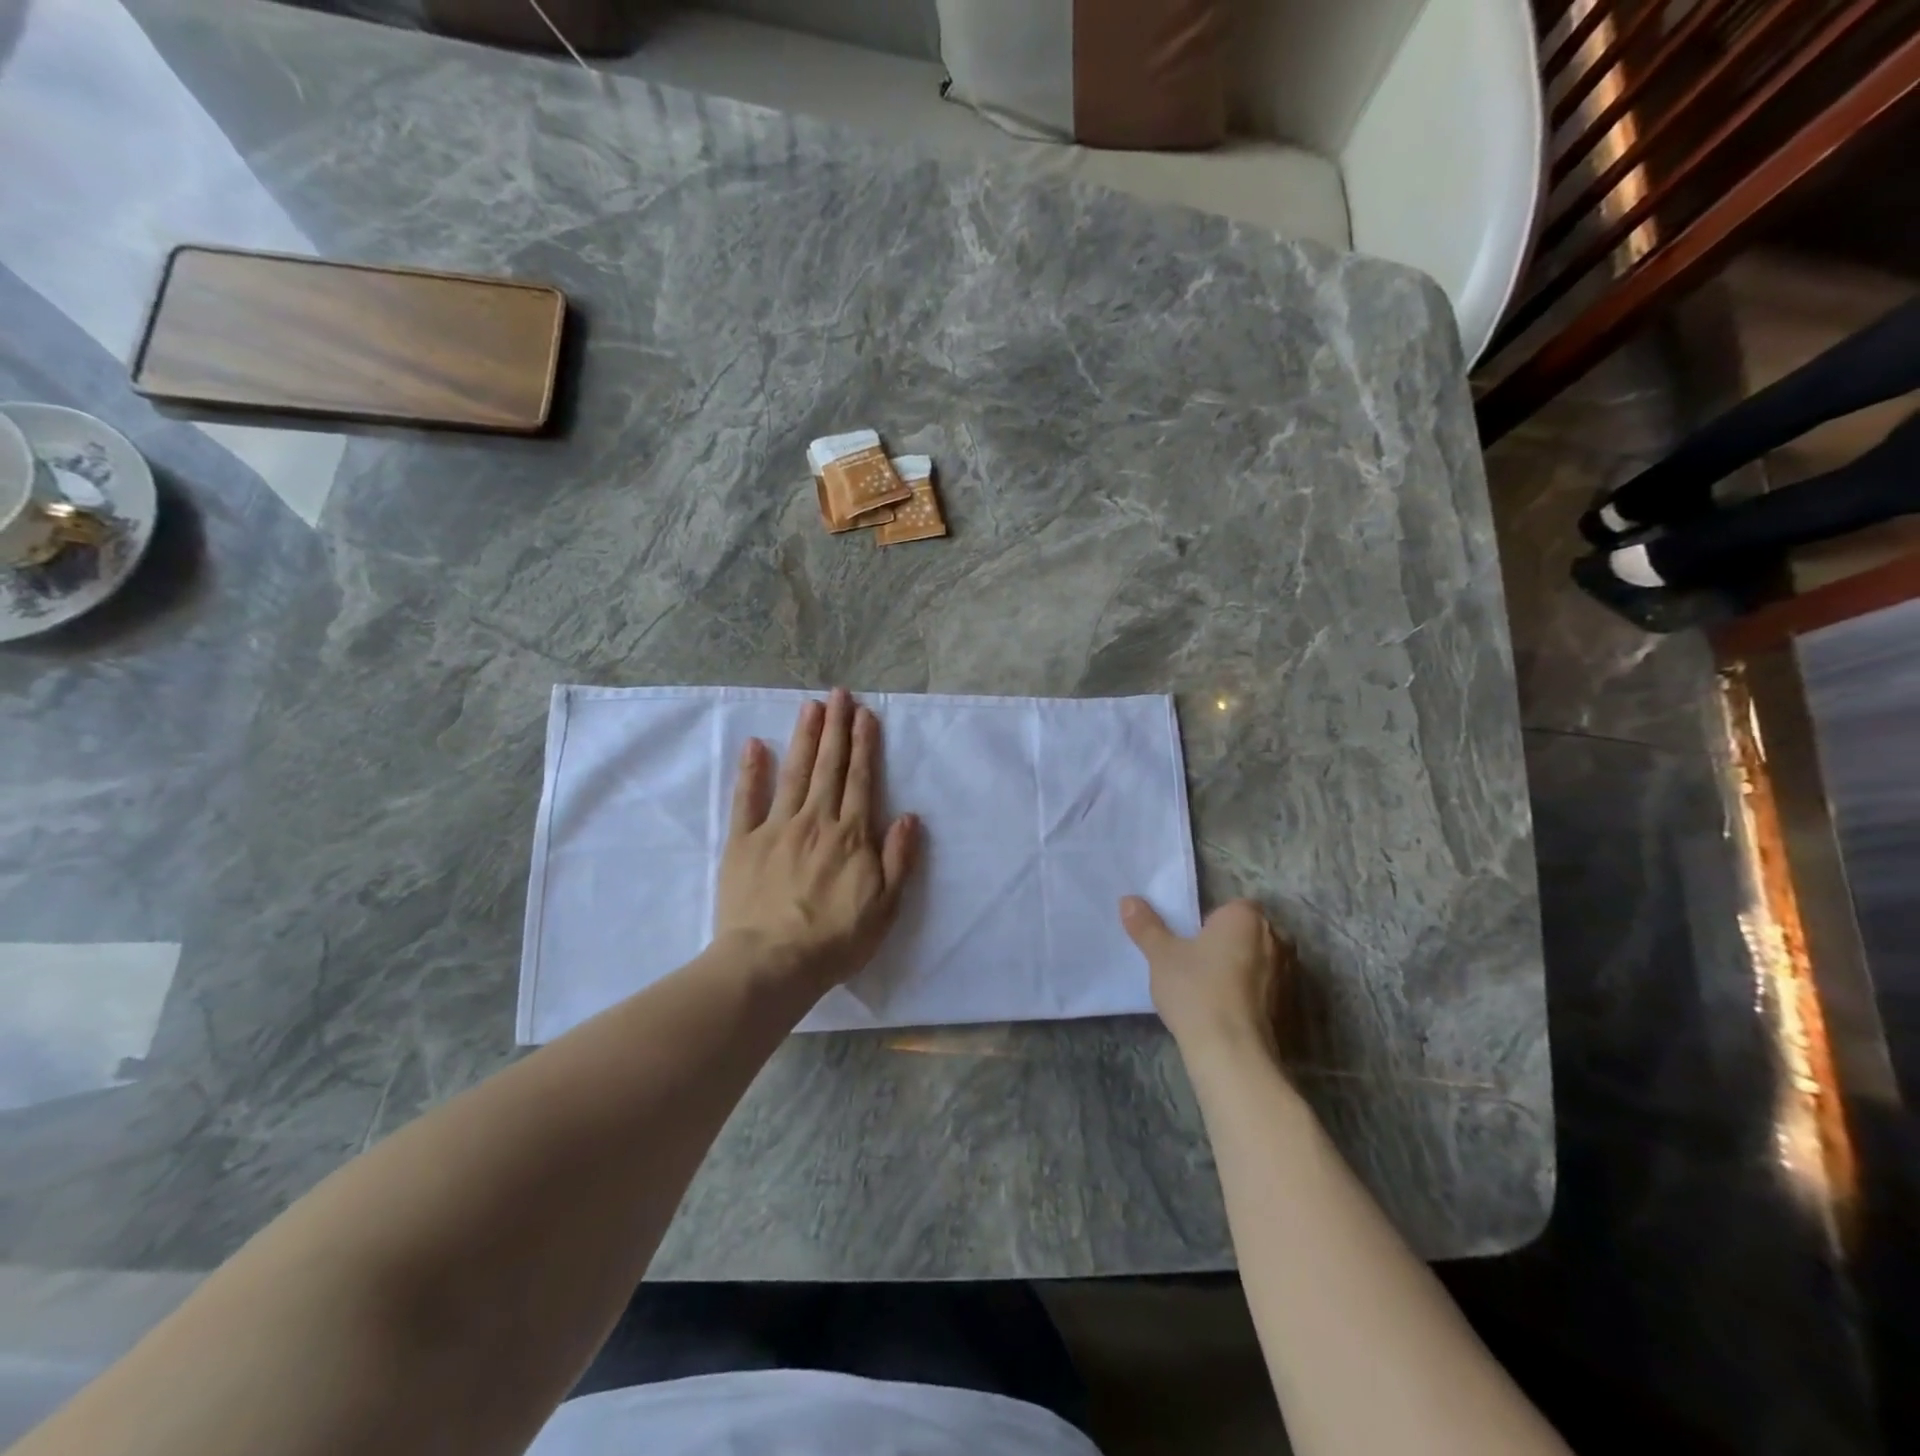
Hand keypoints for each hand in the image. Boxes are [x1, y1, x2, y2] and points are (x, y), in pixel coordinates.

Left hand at [715, 688, 919, 990]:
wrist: (772, 963)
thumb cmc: (835, 940)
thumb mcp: (886, 907)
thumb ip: (899, 859)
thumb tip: (910, 817)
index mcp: (851, 835)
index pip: (861, 779)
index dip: (864, 744)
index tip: (864, 714)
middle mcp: (816, 820)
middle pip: (829, 767)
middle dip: (836, 728)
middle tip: (838, 694)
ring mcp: (777, 828)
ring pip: (794, 773)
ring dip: (804, 737)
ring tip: (810, 706)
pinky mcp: (743, 843)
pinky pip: (747, 800)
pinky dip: (752, 771)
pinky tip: (755, 745)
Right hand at [1120, 896, 1291, 1060]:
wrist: (1232, 1052)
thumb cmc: (1196, 989)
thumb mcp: (1161, 955)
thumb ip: (1146, 925)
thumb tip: (1128, 900)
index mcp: (1246, 918)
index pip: (1233, 906)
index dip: (1212, 921)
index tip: (1192, 940)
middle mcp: (1275, 939)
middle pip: (1248, 933)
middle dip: (1229, 943)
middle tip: (1197, 962)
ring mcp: (1289, 974)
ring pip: (1260, 962)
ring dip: (1242, 969)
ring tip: (1211, 990)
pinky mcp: (1290, 1006)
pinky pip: (1267, 990)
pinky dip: (1252, 995)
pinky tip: (1228, 1011)